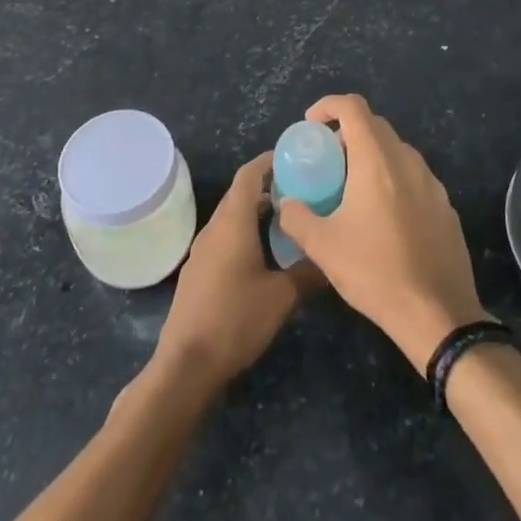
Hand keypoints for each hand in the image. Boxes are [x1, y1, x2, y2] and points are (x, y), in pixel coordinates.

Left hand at [153, 152, 321, 389]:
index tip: (292, 157)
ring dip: (255, 210)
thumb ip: (308, 272)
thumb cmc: (236, 319)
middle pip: (240, 194)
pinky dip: (244, 231)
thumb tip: (333, 257)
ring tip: (286, 219)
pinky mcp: (198, 271)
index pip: (249, 175)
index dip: (268, 161)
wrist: (187, 364)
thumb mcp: (282, 296)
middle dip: (267, 185)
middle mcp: (214, 228)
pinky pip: (223, 237)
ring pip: (231, 217)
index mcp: (233, 222)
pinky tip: (263, 253)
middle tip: (299, 188)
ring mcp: (202, 250)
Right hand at [278, 94, 487, 374]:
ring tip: (352, 188)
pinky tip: (382, 216)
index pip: (353, 107)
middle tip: (327, 160)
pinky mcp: (445, 206)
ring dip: (372, 156)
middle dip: (347, 132)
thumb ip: (296, 217)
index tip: (311, 125)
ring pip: (397, 151)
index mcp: (377, 160)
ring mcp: (432, 183)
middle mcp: (407, 161)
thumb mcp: (322, 247)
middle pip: (375, 125)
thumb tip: (286, 204)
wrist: (437, 314)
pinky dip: (393, 179)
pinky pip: (414, 177)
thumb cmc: (375, 272)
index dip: (328, 105)